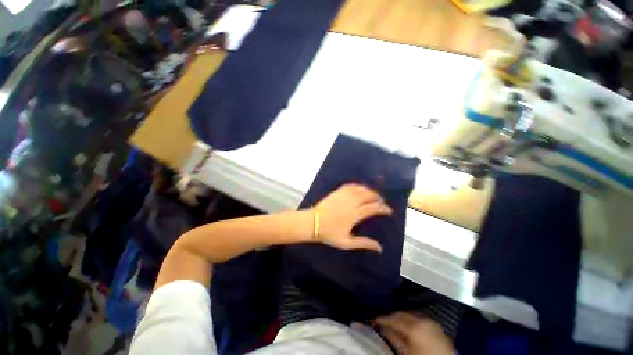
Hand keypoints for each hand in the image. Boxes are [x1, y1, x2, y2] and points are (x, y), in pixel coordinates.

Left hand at [314, 184, 391, 252]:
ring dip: (369, 190)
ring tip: (373, 195)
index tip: (388, 210)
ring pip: (360, 189)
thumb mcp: (347, 242)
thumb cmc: (329, 233)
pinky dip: (358, 186)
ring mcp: (343, 195)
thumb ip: (364, 243)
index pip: (373, 208)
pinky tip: (360, 188)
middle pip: (369, 195)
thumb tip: (379, 248)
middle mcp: (351, 202)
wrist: (312, 223)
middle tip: (381, 202)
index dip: (383, 208)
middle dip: (378, 198)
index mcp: (355, 214)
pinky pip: (350, 185)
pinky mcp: (337, 191)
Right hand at [376, 312, 454, 354]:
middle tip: (383, 320)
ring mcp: (431, 322)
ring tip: (394, 323)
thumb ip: (394, 339)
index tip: (375, 319)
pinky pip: (420, 319)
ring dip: (402, 317)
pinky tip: (408, 326)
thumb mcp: (406, 353)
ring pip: (411, 314)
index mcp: (414, 326)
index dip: (383, 318)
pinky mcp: (437, 326)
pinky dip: (412, 320)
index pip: (394, 318)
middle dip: (392, 316)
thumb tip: (383, 329)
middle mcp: (423, 319)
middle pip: (403, 313)